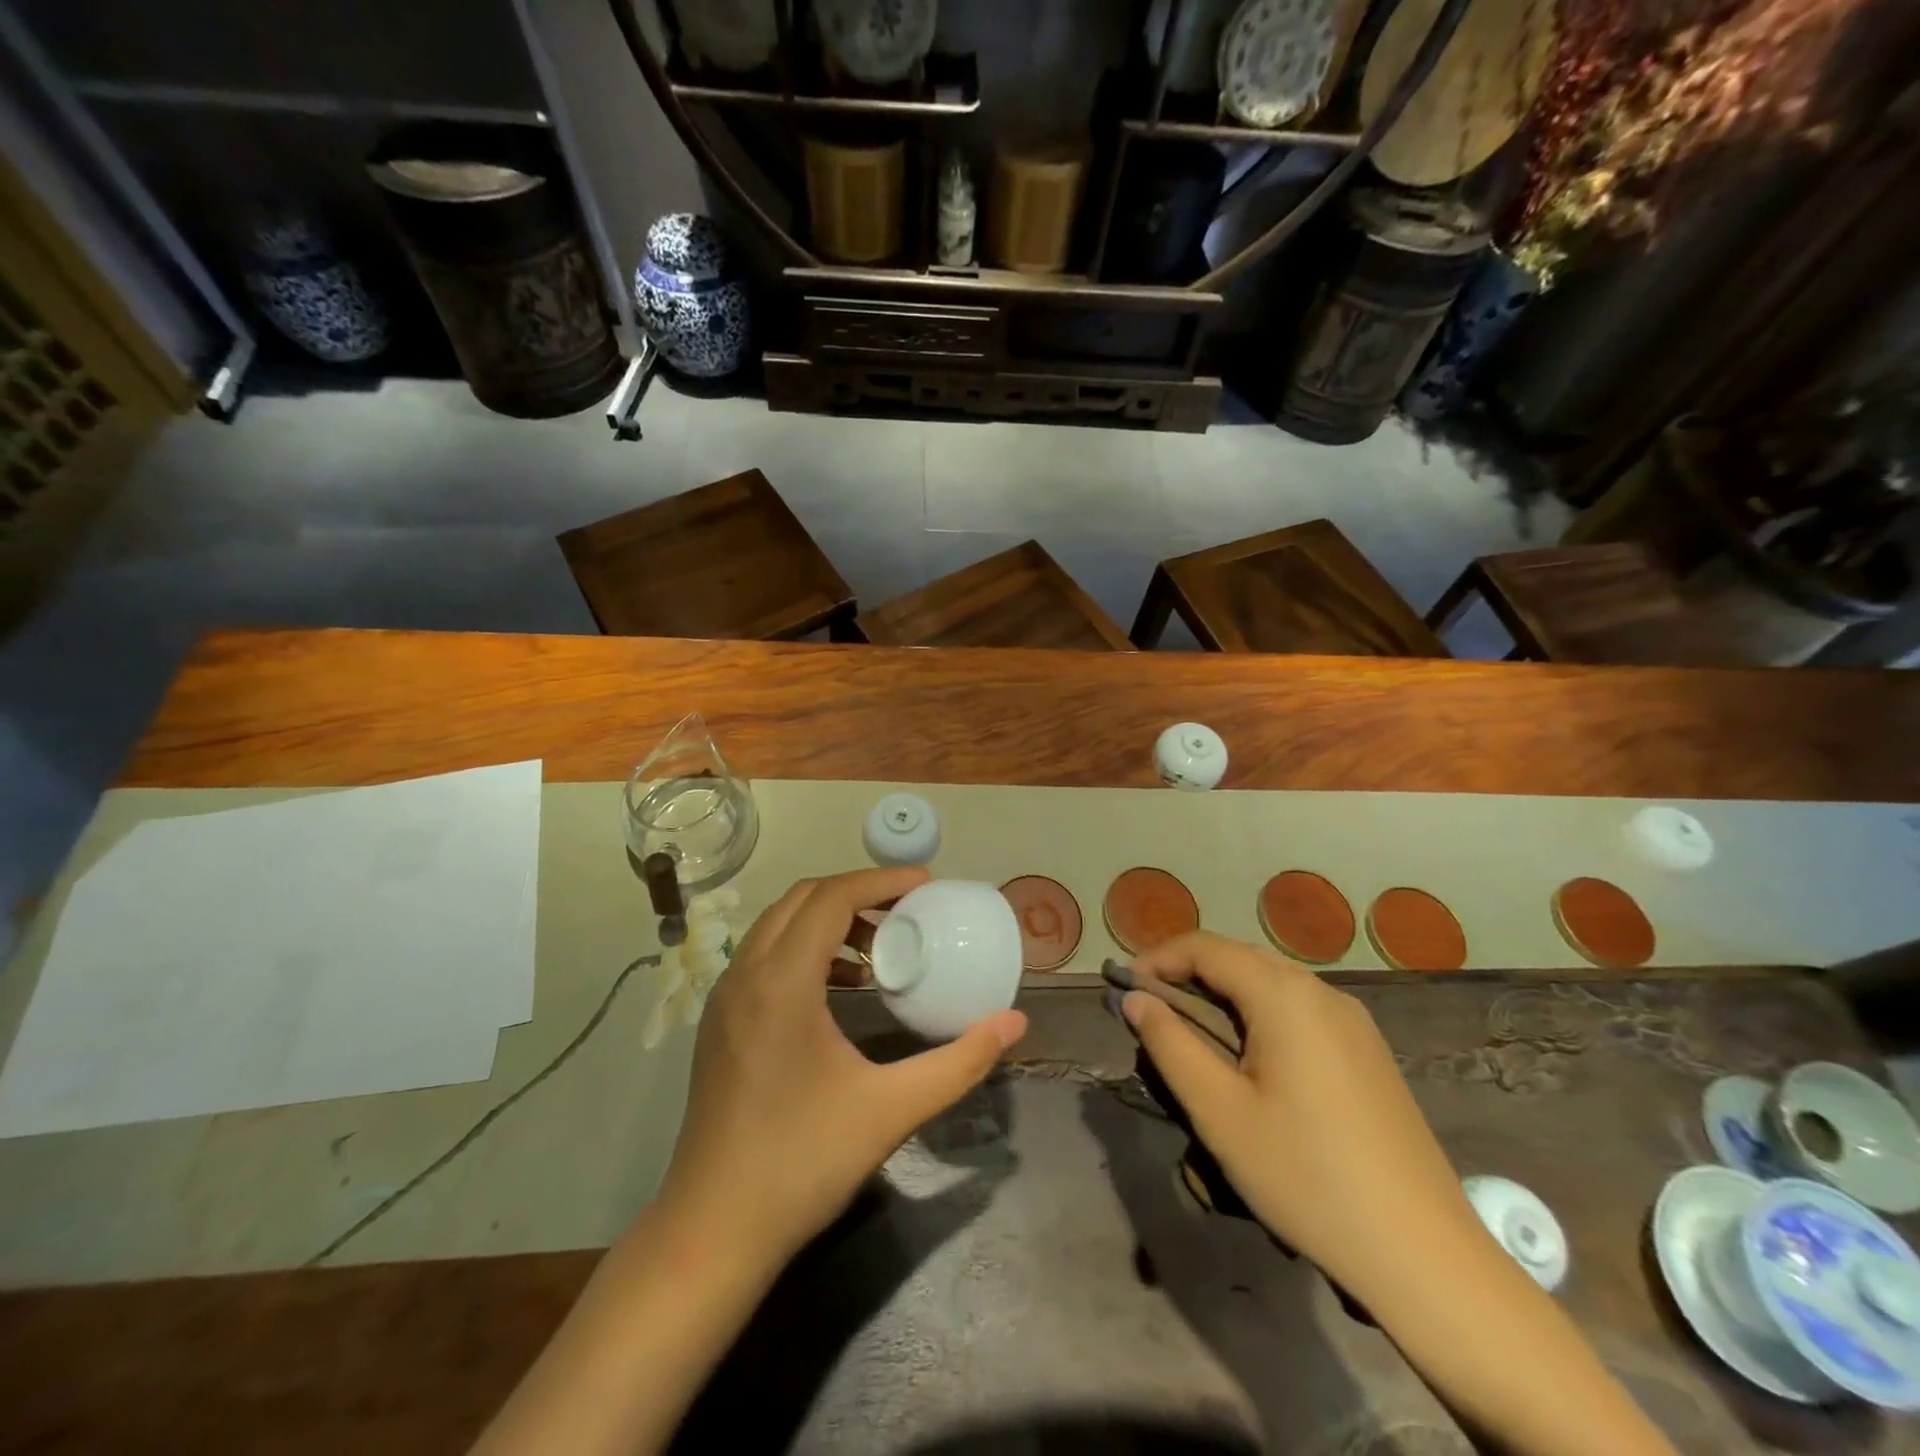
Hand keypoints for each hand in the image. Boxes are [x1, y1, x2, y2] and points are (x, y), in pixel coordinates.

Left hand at [658, 867, 1028, 1264]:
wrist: (712, 1232)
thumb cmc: (802, 1164)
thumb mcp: (891, 1110)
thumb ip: (959, 1062)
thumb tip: (1013, 1023)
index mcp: (781, 983)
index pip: (831, 898)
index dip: (881, 880)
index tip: (926, 885)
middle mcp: (745, 975)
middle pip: (802, 898)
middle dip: (857, 892)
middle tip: (908, 909)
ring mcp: (725, 999)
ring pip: (779, 925)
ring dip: (829, 919)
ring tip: (880, 947)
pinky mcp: (720, 1023)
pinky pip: (765, 956)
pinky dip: (806, 948)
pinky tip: (842, 988)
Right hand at [1118, 932, 1485, 1307]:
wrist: (1424, 1255)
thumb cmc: (1307, 1176)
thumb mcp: (1220, 1112)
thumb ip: (1170, 1044)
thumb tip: (1135, 999)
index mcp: (1285, 995)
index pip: (1206, 947)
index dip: (1158, 957)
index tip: (1122, 984)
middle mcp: (1322, 992)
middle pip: (1240, 957)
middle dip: (1188, 971)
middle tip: (1149, 1005)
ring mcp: (1353, 1021)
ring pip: (1271, 982)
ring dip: (1223, 992)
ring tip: (1189, 1028)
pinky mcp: (1368, 1051)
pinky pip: (1299, 1009)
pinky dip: (1258, 1013)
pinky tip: (1248, 1055)